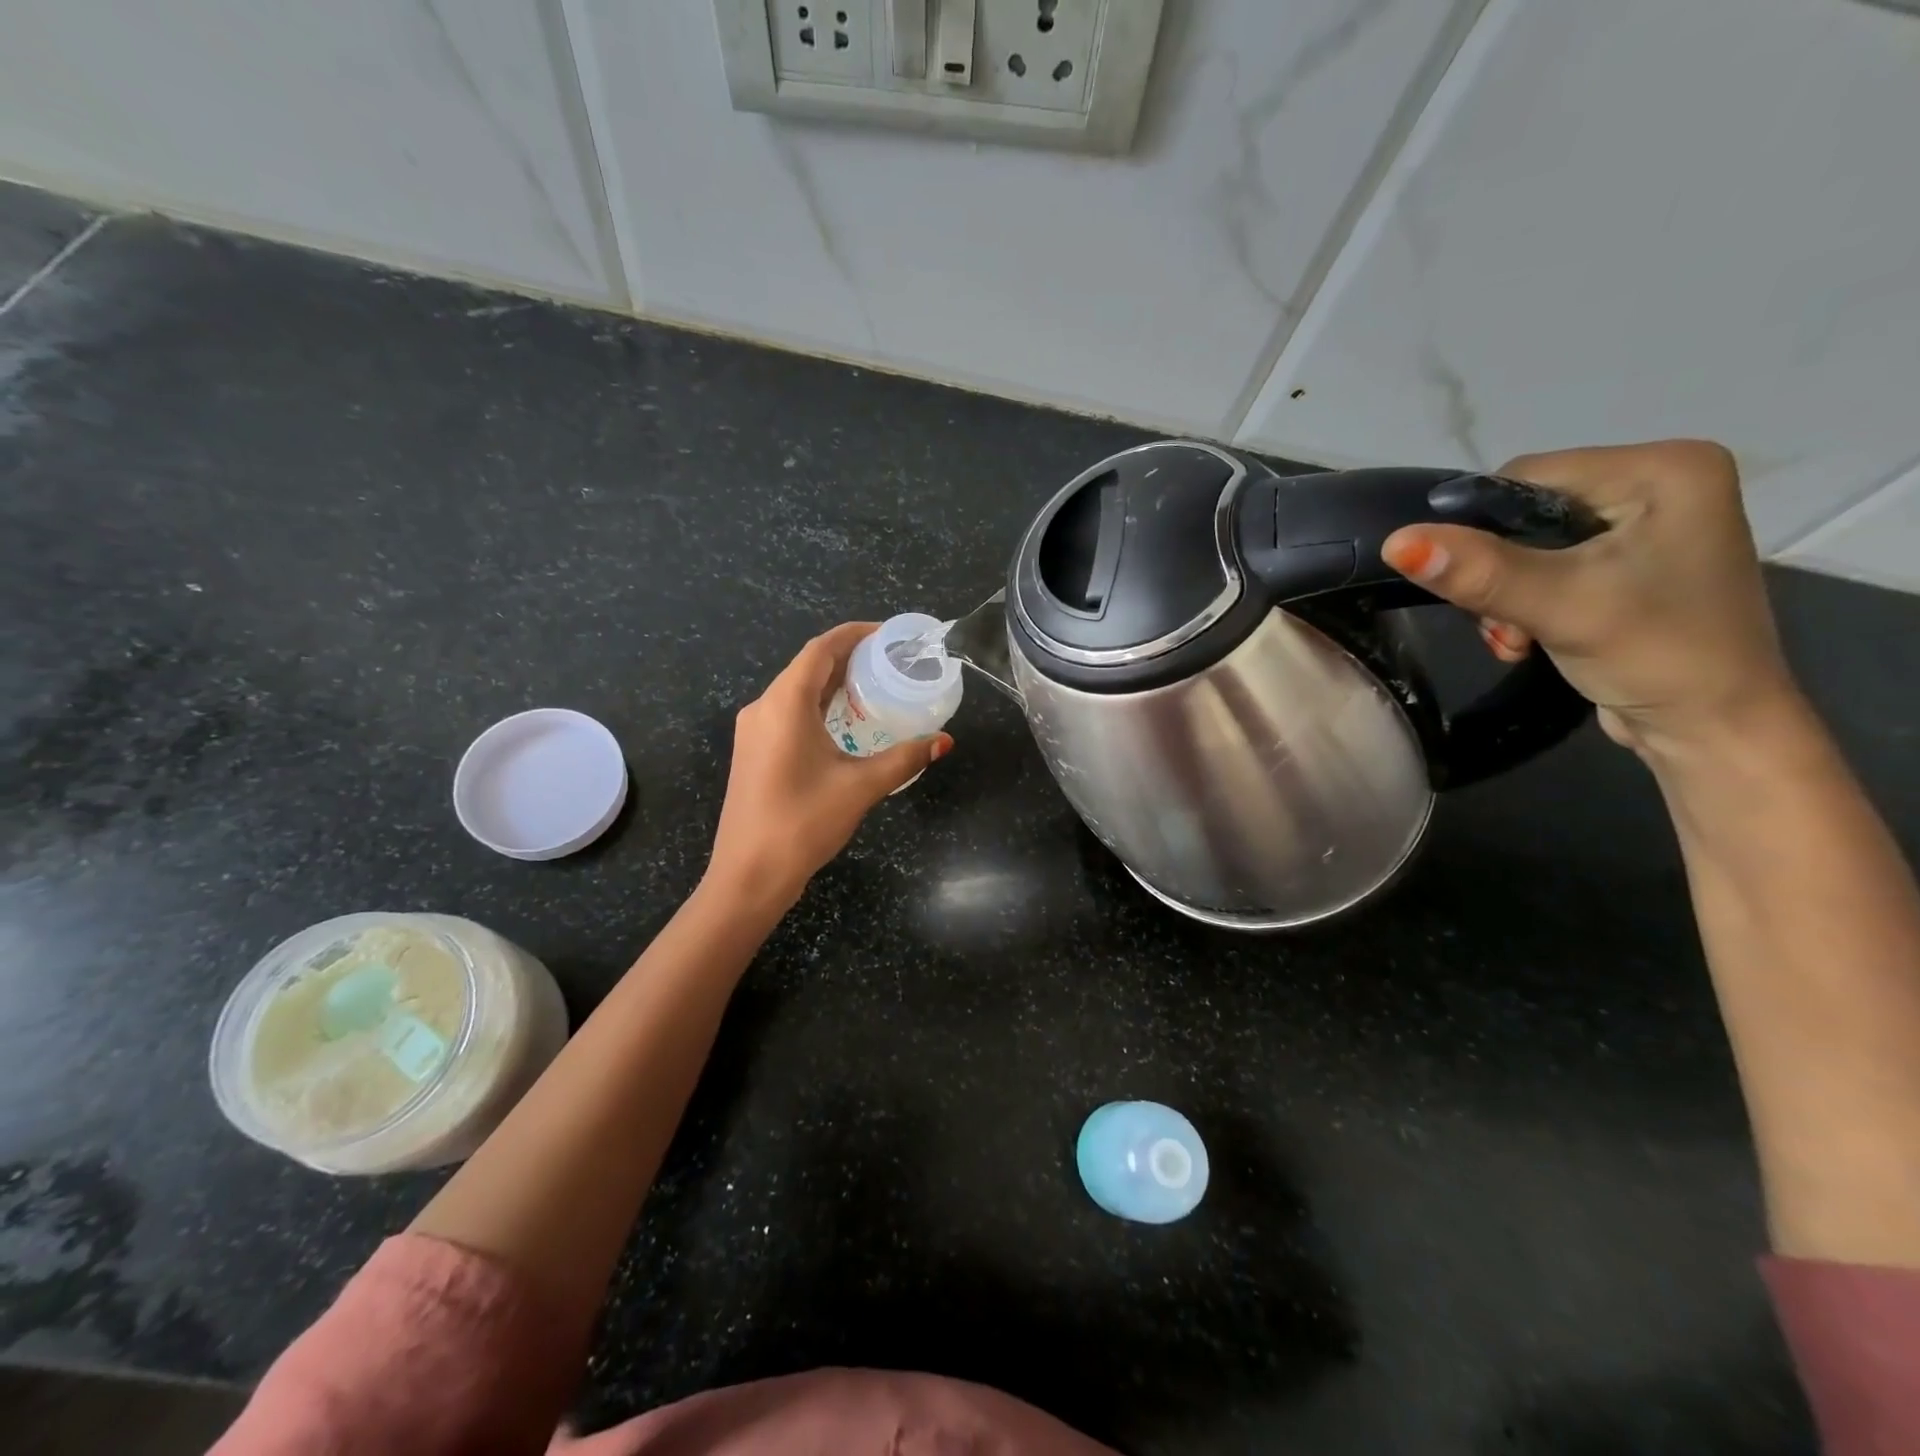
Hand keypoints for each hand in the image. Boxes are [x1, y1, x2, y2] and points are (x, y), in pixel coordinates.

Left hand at [706, 622, 952, 908]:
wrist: (748, 875)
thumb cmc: (802, 823)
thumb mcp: (861, 787)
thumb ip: (904, 758)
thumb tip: (944, 741)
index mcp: (784, 704)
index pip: (820, 650)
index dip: (854, 634)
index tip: (888, 634)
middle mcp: (763, 708)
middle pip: (808, 667)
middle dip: (848, 658)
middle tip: (891, 661)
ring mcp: (753, 731)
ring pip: (797, 691)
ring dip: (833, 683)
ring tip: (875, 686)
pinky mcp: (753, 752)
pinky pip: (788, 713)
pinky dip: (819, 706)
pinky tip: (845, 722)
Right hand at [1380, 440, 1803, 760]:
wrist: (1712, 729)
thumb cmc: (1656, 656)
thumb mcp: (1560, 606)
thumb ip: (1479, 572)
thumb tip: (1395, 542)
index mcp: (1664, 467)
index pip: (1527, 477)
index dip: (1481, 530)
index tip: (1475, 588)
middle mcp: (1660, 483)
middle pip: (1524, 513)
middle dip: (1494, 573)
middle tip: (1501, 625)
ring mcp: (1647, 525)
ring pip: (1526, 545)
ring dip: (1503, 596)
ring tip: (1516, 638)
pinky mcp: (1630, 563)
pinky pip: (1547, 567)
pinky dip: (1523, 603)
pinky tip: (1527, 637)